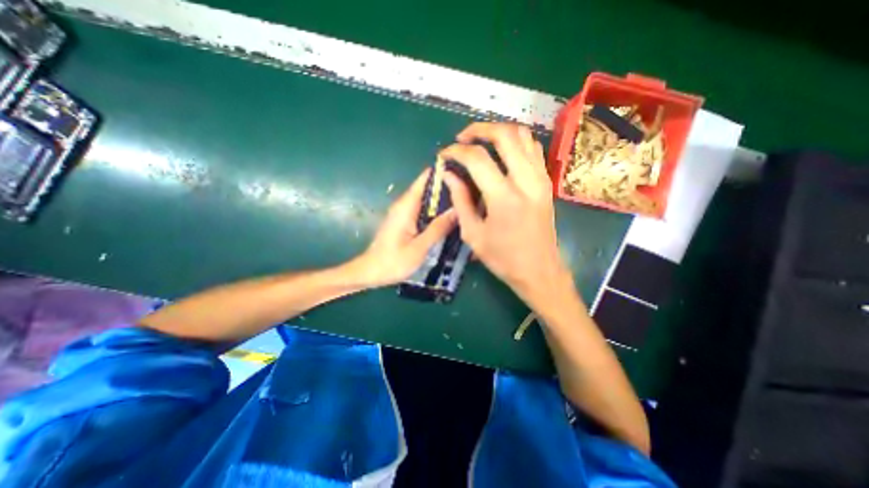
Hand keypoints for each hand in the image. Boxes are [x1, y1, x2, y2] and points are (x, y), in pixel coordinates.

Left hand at [349, 167, 457, 288]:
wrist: (370, 272)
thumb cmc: (393, 261)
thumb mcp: (419, 247)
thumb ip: (438, 228)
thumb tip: (458, 210)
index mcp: (406, 206)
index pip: (425, 179)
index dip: (442, 172)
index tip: (463, 172)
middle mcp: (405, 204)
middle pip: (428, 188)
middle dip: (448, 187)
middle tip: (471, 192)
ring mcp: (404, 213)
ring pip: (427, 200)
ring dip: (444, 200)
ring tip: (466, 203)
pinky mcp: (405, 222)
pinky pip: (424, 210)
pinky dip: (437, 211)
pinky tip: (450, 218)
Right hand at [442, 123, 570, 305]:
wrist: (539, 271)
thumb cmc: (503, 258)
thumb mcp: (473, 234)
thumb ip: (460, 200)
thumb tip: (449, 175)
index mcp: (504, 198)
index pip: (477, 158)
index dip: (456, 151)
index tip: (444, 155)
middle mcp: (526, 181)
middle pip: (505, 134)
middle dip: (479, 129)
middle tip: (462, 138)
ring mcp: (541, 179)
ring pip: (523, 136)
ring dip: (499, 132)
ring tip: (481, 142)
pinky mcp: (547, 182)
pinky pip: (533, 149)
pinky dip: (516, 142)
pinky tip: (502, 153)